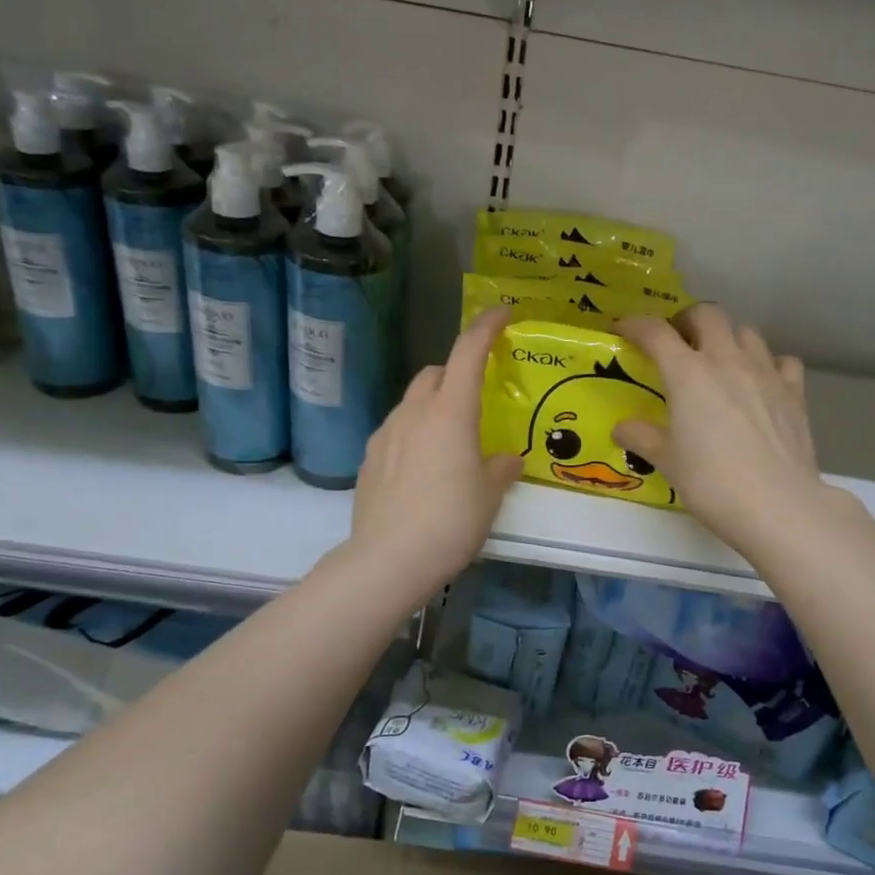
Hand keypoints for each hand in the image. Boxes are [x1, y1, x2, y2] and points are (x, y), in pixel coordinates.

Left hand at [347, 307, 523, 601]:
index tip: (502, 313)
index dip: (486, 327)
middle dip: (454, 373)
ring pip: (411, 402)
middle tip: (475, 399)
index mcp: (450, 413)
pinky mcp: (367, 459)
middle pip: (433, 373)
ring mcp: (385, 434)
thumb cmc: (451, 522)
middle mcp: (413, 413)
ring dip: (432, 406)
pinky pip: (395, 431)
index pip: (467, 353)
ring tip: (449, 441)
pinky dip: (412, 433)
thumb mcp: (489, 496)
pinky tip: (421, 468)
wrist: (388, 560)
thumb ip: (501, 469)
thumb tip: (506, 459)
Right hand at [614, 306, 830, 557]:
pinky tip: (761, 382)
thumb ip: (642, 438)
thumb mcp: (667, 462)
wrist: (777, 505)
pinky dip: (768, 363)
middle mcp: (727, 360)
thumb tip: (622, 428)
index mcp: (688, 373)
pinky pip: (782, 361)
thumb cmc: (712, 483)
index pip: (656, 332)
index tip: (623, 329)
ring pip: (747, 331)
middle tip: (677, 341)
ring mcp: (766, 372)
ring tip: (718, 359)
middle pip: (708, 315)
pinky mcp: (795, 392)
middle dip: (687, 320)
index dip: (636, 325)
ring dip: (727, 336)